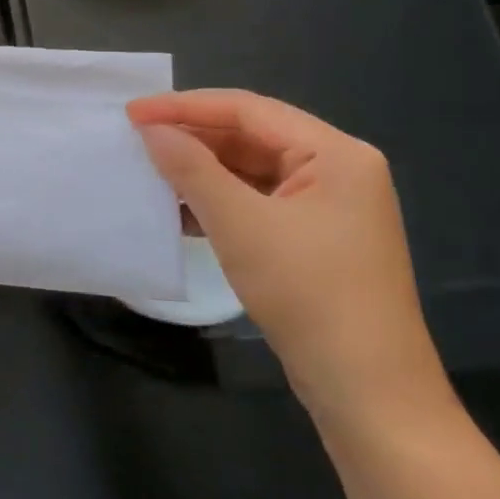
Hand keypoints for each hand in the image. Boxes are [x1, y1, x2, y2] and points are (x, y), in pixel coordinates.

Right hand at [128, 89, 450, 427]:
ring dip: (200, 170)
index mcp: (335, 154)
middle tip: (135, 138)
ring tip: (148, 170)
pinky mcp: (313, 238)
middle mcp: (337, 170)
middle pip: (251, 136)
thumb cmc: (308, 293)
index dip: (185, 106)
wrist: (367, 391)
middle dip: (192, 136)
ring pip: (250, 169)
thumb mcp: (240, 223)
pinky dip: (216, 200)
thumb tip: (150, 130)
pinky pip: (256, 201)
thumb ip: (191, 168)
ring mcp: (327, 207)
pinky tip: (178, 210)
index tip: (132, 112)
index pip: (248, 109)